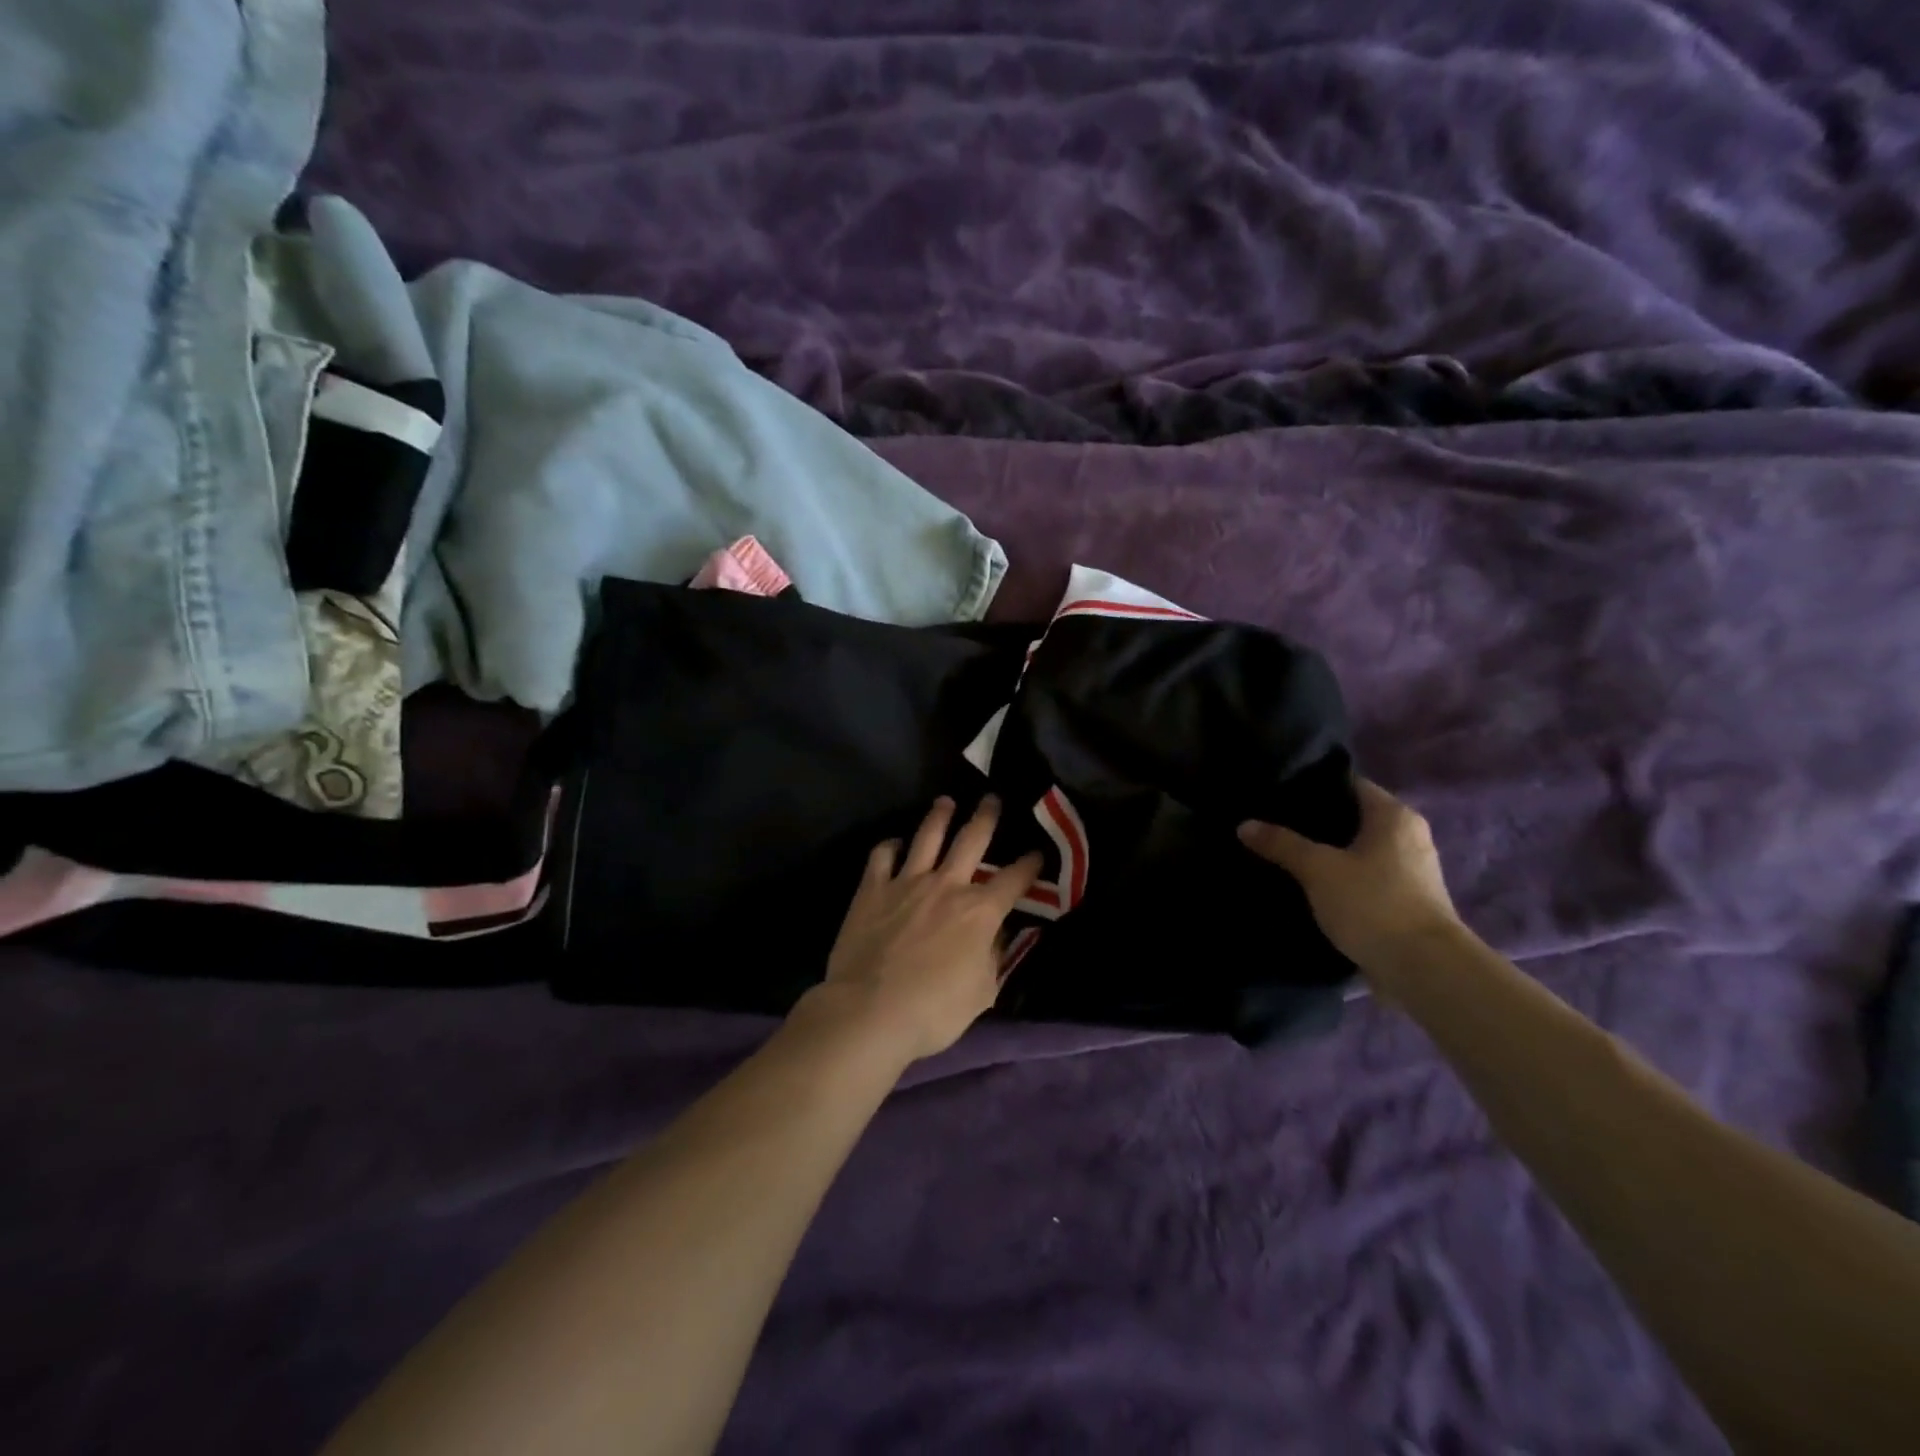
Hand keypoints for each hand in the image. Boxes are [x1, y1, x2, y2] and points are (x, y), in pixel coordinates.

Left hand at [811, 796, 1044, 1064]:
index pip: (1014, 879)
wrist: (869, 1011)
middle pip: (971, 840)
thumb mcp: (982, 992)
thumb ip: (992, 956)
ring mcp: (907, 882)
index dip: (1030, 865)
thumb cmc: (933, 1011)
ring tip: (946, 801)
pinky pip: (882, 856)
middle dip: (986, 817)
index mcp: (980, 911)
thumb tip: (996, 934)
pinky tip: (895, 844)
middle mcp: (947, 885)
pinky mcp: (872, 889)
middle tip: (992, 798)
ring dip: (939, 816)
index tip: (1038, 853)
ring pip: (927, 836)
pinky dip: (890, 846)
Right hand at [1237, 778, 1461, 977]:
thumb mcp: (1317, 869)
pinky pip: (1366, 877)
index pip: (1348, 784)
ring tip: (1285, 854)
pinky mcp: (1407, 901)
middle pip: (1353, 818)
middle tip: (1272, 824)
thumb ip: (1281, 844)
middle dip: (1315, 822)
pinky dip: (1341, 878)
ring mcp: (1412, 870)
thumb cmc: (1373, 903)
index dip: (1313, 786)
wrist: (1424, 969)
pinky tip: (1310, 886)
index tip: (1277, 793)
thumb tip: (1244, 824)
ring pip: (1358, 850)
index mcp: (1394, 815)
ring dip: (1328, 853)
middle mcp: (1409, 836)